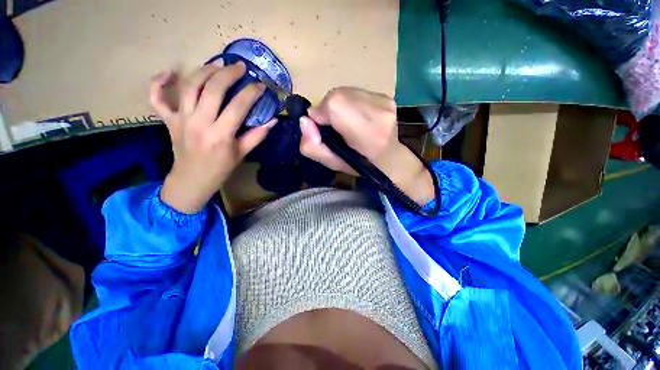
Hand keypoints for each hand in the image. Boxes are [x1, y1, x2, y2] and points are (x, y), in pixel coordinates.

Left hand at [150, 61, 275, 213]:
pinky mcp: (168, 120)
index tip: (260, 85)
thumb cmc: (221, 169)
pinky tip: (168, 72)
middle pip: (212, 89)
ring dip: (203, 70)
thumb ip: (258, 135)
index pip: (238, 106)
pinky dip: (158, 83)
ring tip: (217, 63)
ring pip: (189, 86)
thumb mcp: (242, 153)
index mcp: (221, 134)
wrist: (192, 180)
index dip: (251, 92)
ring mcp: (181, 119)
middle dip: (228, 73)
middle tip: (239, 66)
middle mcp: (199, 122)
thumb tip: (273, 120)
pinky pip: (156, 98)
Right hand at [299, 87, 433, 204]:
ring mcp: (385, 102)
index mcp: (367, 134)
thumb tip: (305, 121)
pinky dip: (350, 102)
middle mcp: (379, 112)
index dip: (322, 113)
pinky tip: (356, 116)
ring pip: (347, 92)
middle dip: (329, 108)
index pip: (334, 104)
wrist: (389, 158)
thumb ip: (312, 146)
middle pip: (339, 95)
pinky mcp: (387, 97)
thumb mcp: (331, 163)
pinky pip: (357, 92)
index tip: (322, 126)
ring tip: (345, 121)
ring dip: (339, 105)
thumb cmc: (359, 164)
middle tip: (334, 125)